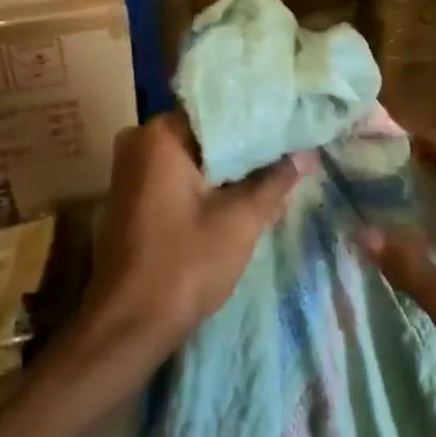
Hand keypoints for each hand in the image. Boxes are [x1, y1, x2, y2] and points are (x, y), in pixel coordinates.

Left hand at [82, 112, 308, 364]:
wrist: (129, 326)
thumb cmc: (186, 265)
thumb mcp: (241, 220)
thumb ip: (276, 180)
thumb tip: (306, 153)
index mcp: (160, 135)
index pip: (221, 110)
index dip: (261, 119)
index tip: (294, 124)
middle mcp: (139, 141)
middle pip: (207, 133)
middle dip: (248, 144)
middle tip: (291, 146)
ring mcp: (130, 170)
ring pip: (195, 156)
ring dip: (230, 166)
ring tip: (276, 166)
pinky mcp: (132, 197)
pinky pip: (179, 175)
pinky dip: (208, 182)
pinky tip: (242, 191)